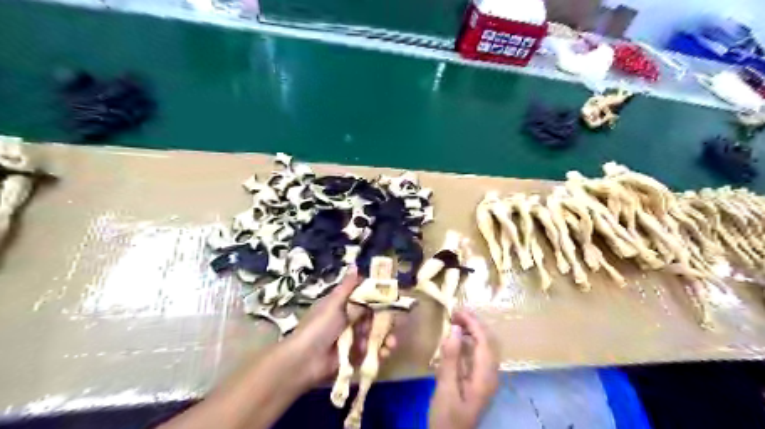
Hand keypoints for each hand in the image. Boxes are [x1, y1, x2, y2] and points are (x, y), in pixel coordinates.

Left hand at [284, 267, 397, 386]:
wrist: (305, 361)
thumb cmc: (319, 327)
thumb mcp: (334, 303)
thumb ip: (348, 287)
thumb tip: (355, 264)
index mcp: (343, 304)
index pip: (364, 295)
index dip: (378, 295)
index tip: (393, 295)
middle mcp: (349, 319)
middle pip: (373, 316)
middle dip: (386, 320)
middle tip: (396, 323)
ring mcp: (353, 338)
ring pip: (375, 333)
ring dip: (385, 338)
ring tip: (391, 344)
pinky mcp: (355, 356)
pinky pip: (372, 351)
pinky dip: (380, 351)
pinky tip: (385, 353)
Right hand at [428, 310, 499, 428]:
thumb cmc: (446, 417)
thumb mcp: (445, 388)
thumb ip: (451, 358)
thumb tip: (455, 329)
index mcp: (485, 377)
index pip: (485, 342)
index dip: (473, 323)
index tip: (458, 310)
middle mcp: (491, 375)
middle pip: (489, 342)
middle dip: (474, 324)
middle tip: (455, 312)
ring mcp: (486, 379)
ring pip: (485, 347)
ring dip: (473, 331)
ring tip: (456, 320)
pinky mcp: (479, 381)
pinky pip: (479, 355)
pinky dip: (470, 342)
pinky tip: (458, 339)